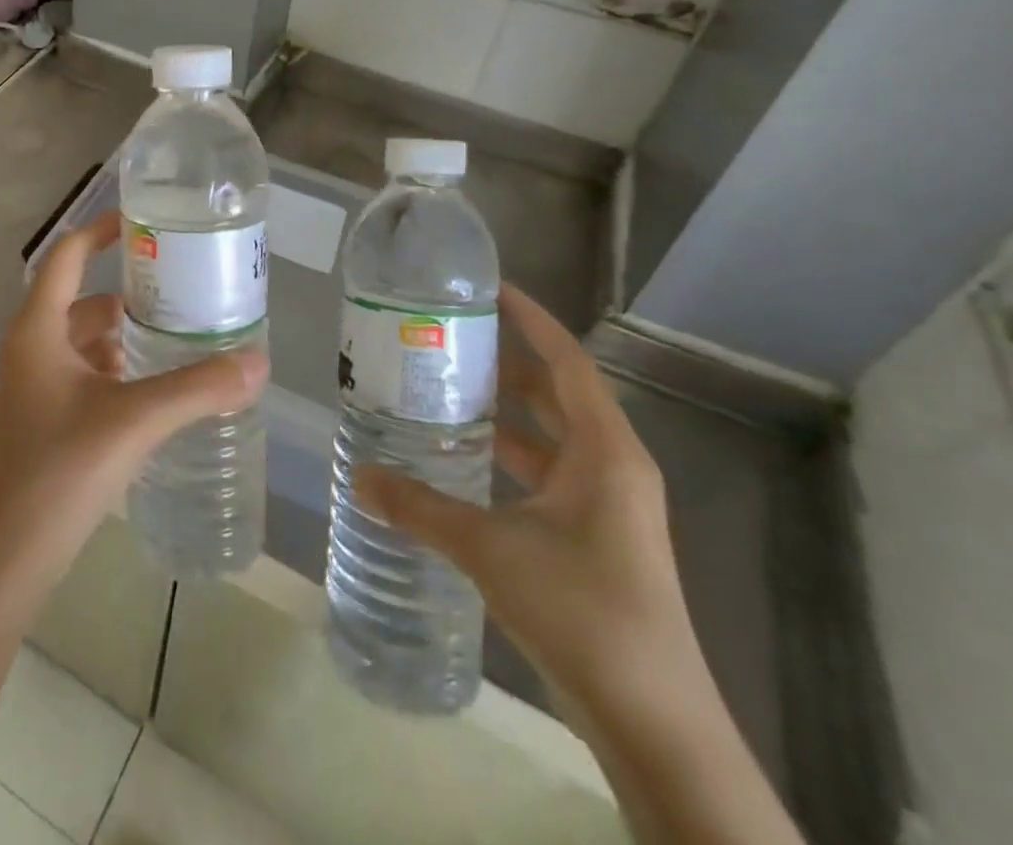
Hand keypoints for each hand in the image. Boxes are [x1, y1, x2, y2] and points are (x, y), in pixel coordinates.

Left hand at [0, 211, 267, 597]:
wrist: (9, 552)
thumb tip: (259, 362)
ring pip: (81, 338)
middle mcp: (29, 347)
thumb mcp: (135, 420)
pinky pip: (80, 371)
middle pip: (79, 297)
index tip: (142, 219)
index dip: (100, 230)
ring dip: (120, 332)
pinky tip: (148, 386)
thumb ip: (198, 388)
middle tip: (178, 287)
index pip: (67, 255)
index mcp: (38, 329)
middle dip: (126, 290)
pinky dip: (112, 366)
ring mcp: (32, 384)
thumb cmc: (61, 470)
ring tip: (173, 335)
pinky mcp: (41, 416)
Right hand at [353, 285, 698, 717]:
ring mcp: (606, 506)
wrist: (654, 723)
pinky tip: (462, 460)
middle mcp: (611, 467)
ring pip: (550, 436)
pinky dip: (507, 457)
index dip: (532, 320)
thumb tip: (359, 475)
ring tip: (443, 387)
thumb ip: (419, 507)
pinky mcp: (594, 538)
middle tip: (446, 336)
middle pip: (556, 393)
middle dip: (505, 362)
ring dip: (503, 412)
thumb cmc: (582, 611)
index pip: (567, 362)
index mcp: (604, 452)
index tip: (489, 289)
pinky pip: (546, 473)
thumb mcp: (489, 548)